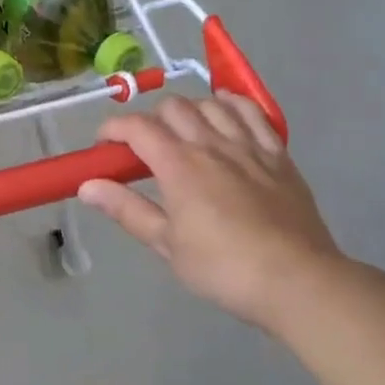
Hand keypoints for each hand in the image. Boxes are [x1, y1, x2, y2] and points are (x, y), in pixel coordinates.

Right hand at [79, 93, 345, 329]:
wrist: (296, 280)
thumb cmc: (222, 268)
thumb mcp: (166, 244)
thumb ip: (127, 209)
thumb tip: (88, 186)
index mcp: (179, 166)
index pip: (137, 127)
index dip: (113, 128)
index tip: (103, 145)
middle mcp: (211, 144)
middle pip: (174, 107)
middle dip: (150, 119)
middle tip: (143, 146)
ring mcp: (249, 146)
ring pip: (212, 104)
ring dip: (189, 110)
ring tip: (182, 131)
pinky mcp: (278, 155)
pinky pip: (253, 113)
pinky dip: (232, 105)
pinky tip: (224, 112)